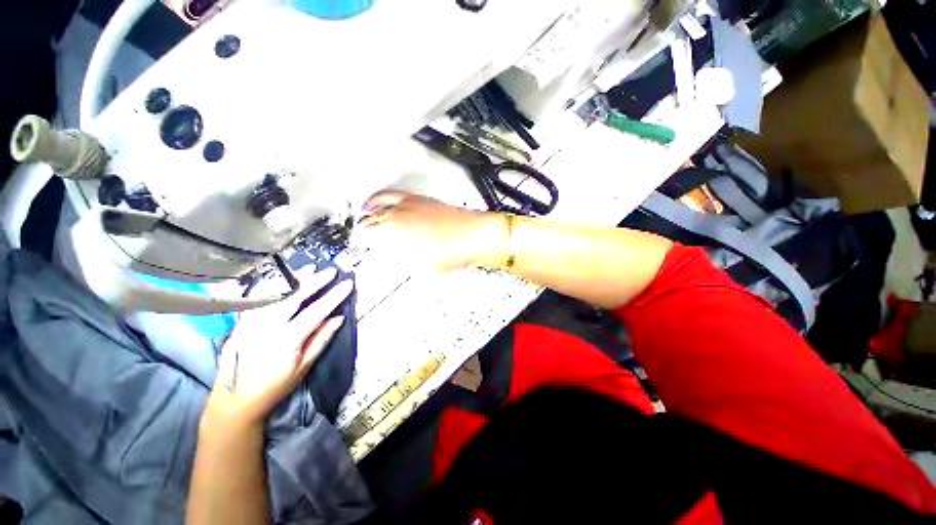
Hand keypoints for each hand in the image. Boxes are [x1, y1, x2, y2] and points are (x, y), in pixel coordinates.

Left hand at [203, 267, 352, 427]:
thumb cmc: (275, 387)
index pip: (315, 313)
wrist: (235, 401)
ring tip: (308, 269)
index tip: (347, 284)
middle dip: (314, 282)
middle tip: (330, 271)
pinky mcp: (240, 325)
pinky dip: (269, 287)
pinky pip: (255, 300)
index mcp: (285, 341)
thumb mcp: (303, 367)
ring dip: (292, 281)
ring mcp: (249, 325)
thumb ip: (321, 340)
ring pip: (272, 295)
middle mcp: (265, 329)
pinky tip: (279, 280)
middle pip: (293, 298)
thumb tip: (338, 318)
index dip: (333, 297)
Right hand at [355, 191, 507, 271]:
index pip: (367, 233)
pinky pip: (396, 195)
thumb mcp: (422, 267)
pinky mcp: (421, 198)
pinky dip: (385, 198)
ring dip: (371, 207)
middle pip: (372, 216)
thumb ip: (401, 260)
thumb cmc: (450, 254)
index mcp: (395, 230)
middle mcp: (398, 212)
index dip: (361, 240)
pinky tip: (387, 204)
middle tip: (362, 233)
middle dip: (364, 225)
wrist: (473, 235)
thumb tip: (389, 255)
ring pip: (381, 200)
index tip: (359, 245)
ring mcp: (410, 202)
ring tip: (366, 212)